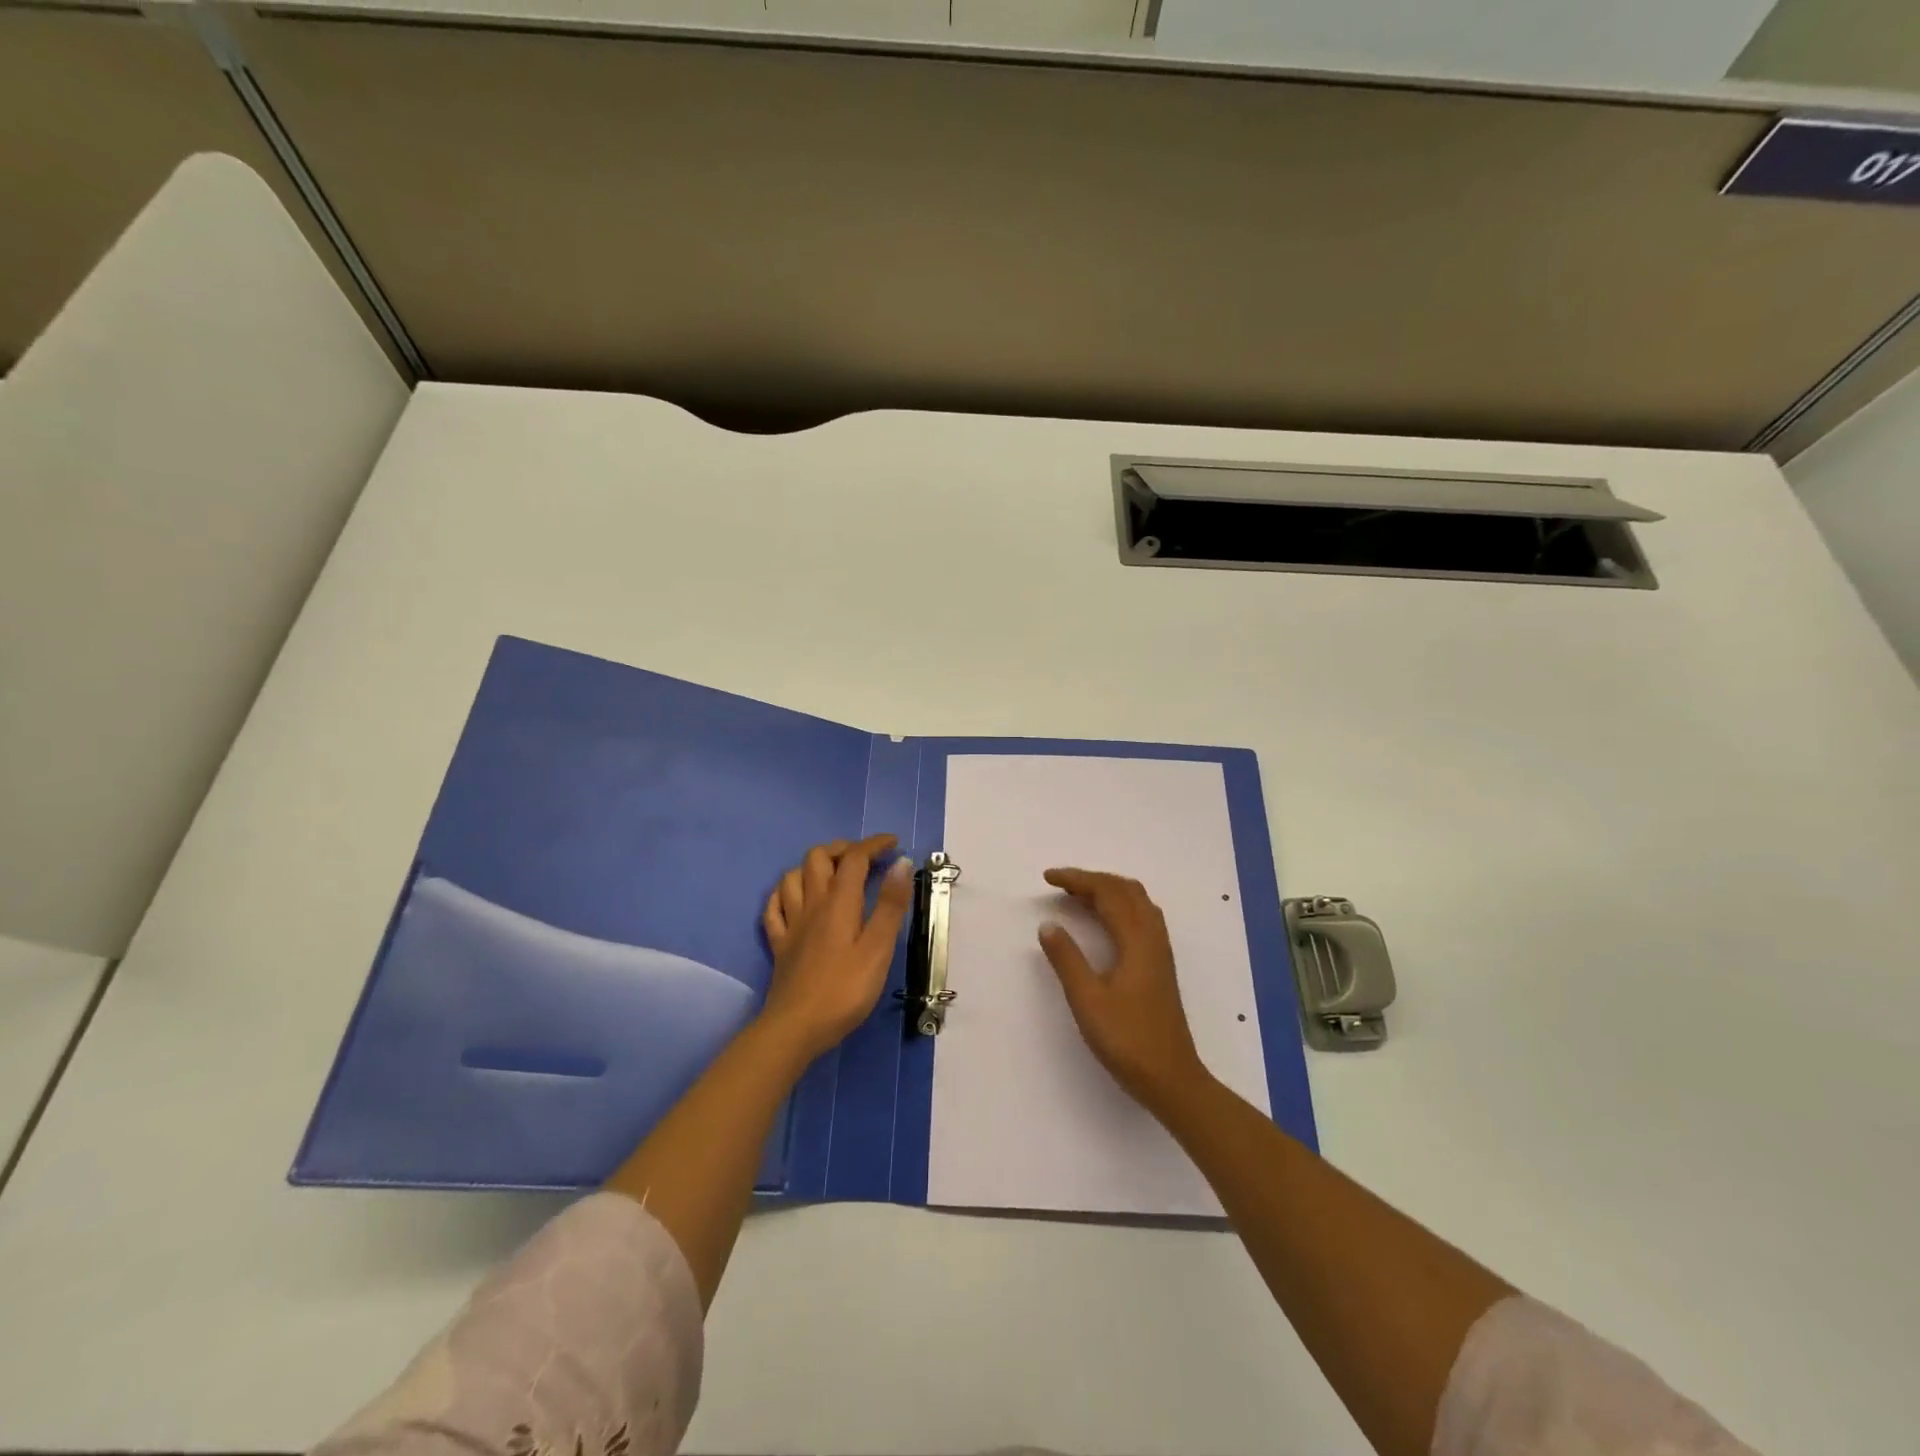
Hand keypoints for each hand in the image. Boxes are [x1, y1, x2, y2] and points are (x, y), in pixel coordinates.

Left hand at [759, 834, 913, 1062]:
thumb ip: (889, 905)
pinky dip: (785, 894)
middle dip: (842, 849)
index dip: (873, 845)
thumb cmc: (844, 990)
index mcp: (839, 903)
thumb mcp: (878, 949)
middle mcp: (812, 904)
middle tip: (864, 859)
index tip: (893, 844)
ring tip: (832, 875)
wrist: (795, 1028)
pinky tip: (794, 900)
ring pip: (793, 877)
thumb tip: (899, 863)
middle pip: (818, 858)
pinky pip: (774, 908)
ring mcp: (791, 924)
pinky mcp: (779, 945)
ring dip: (812, 867)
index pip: (854, 858)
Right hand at [1038, 868, 1209, 1107]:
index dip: (1076, 879)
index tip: (1047, 878)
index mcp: (1136, 940)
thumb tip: (1049, 925)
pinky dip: (1119, 907)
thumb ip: (1067, 959)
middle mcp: (1153, 937)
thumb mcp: (1087, 1000)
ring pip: (1137, 902)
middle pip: (1126, 890)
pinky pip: (1142, 917)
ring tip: (1078, 897)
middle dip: (1093, 880)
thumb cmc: (1127, 1039)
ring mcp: (1160, 951)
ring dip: (1108, 891)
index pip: (1107, 893)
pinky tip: (1105, 923)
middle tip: (1060, 884)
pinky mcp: (1160, 966)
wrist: (1171, 1078)